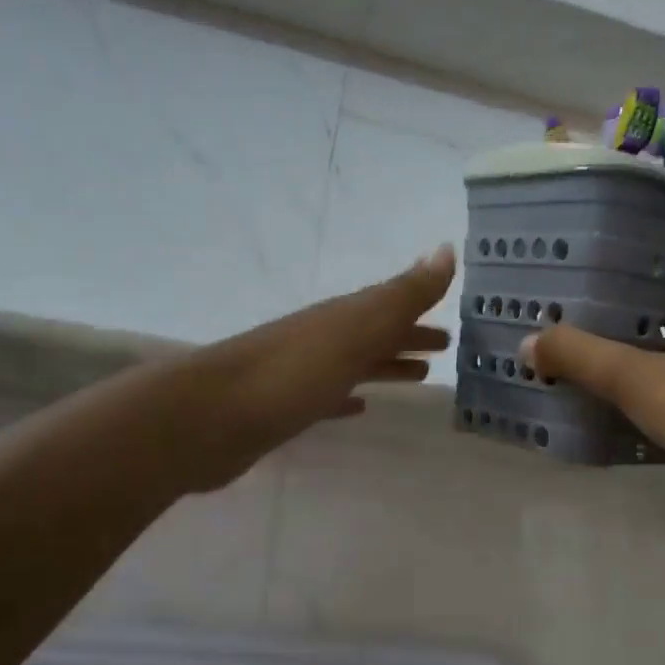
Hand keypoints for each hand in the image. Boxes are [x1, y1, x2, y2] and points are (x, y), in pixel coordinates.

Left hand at [159, 245, 455, 488]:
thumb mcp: (358, 328)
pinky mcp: (286, 408)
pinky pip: (329, 396)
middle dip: (408, 337)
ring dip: (386, 365)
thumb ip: (404, 295)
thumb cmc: (294, 371)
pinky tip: (361, 408)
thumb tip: (447, 249)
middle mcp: (324, 339)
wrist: (212, 416)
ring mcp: (303, 373)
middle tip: (445, 348)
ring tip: (419, 377)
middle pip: (375, 334)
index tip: (453, 323)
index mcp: (343, 318)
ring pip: (355, 364)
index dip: (421, 311)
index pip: (391, 307)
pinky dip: (349, 398)